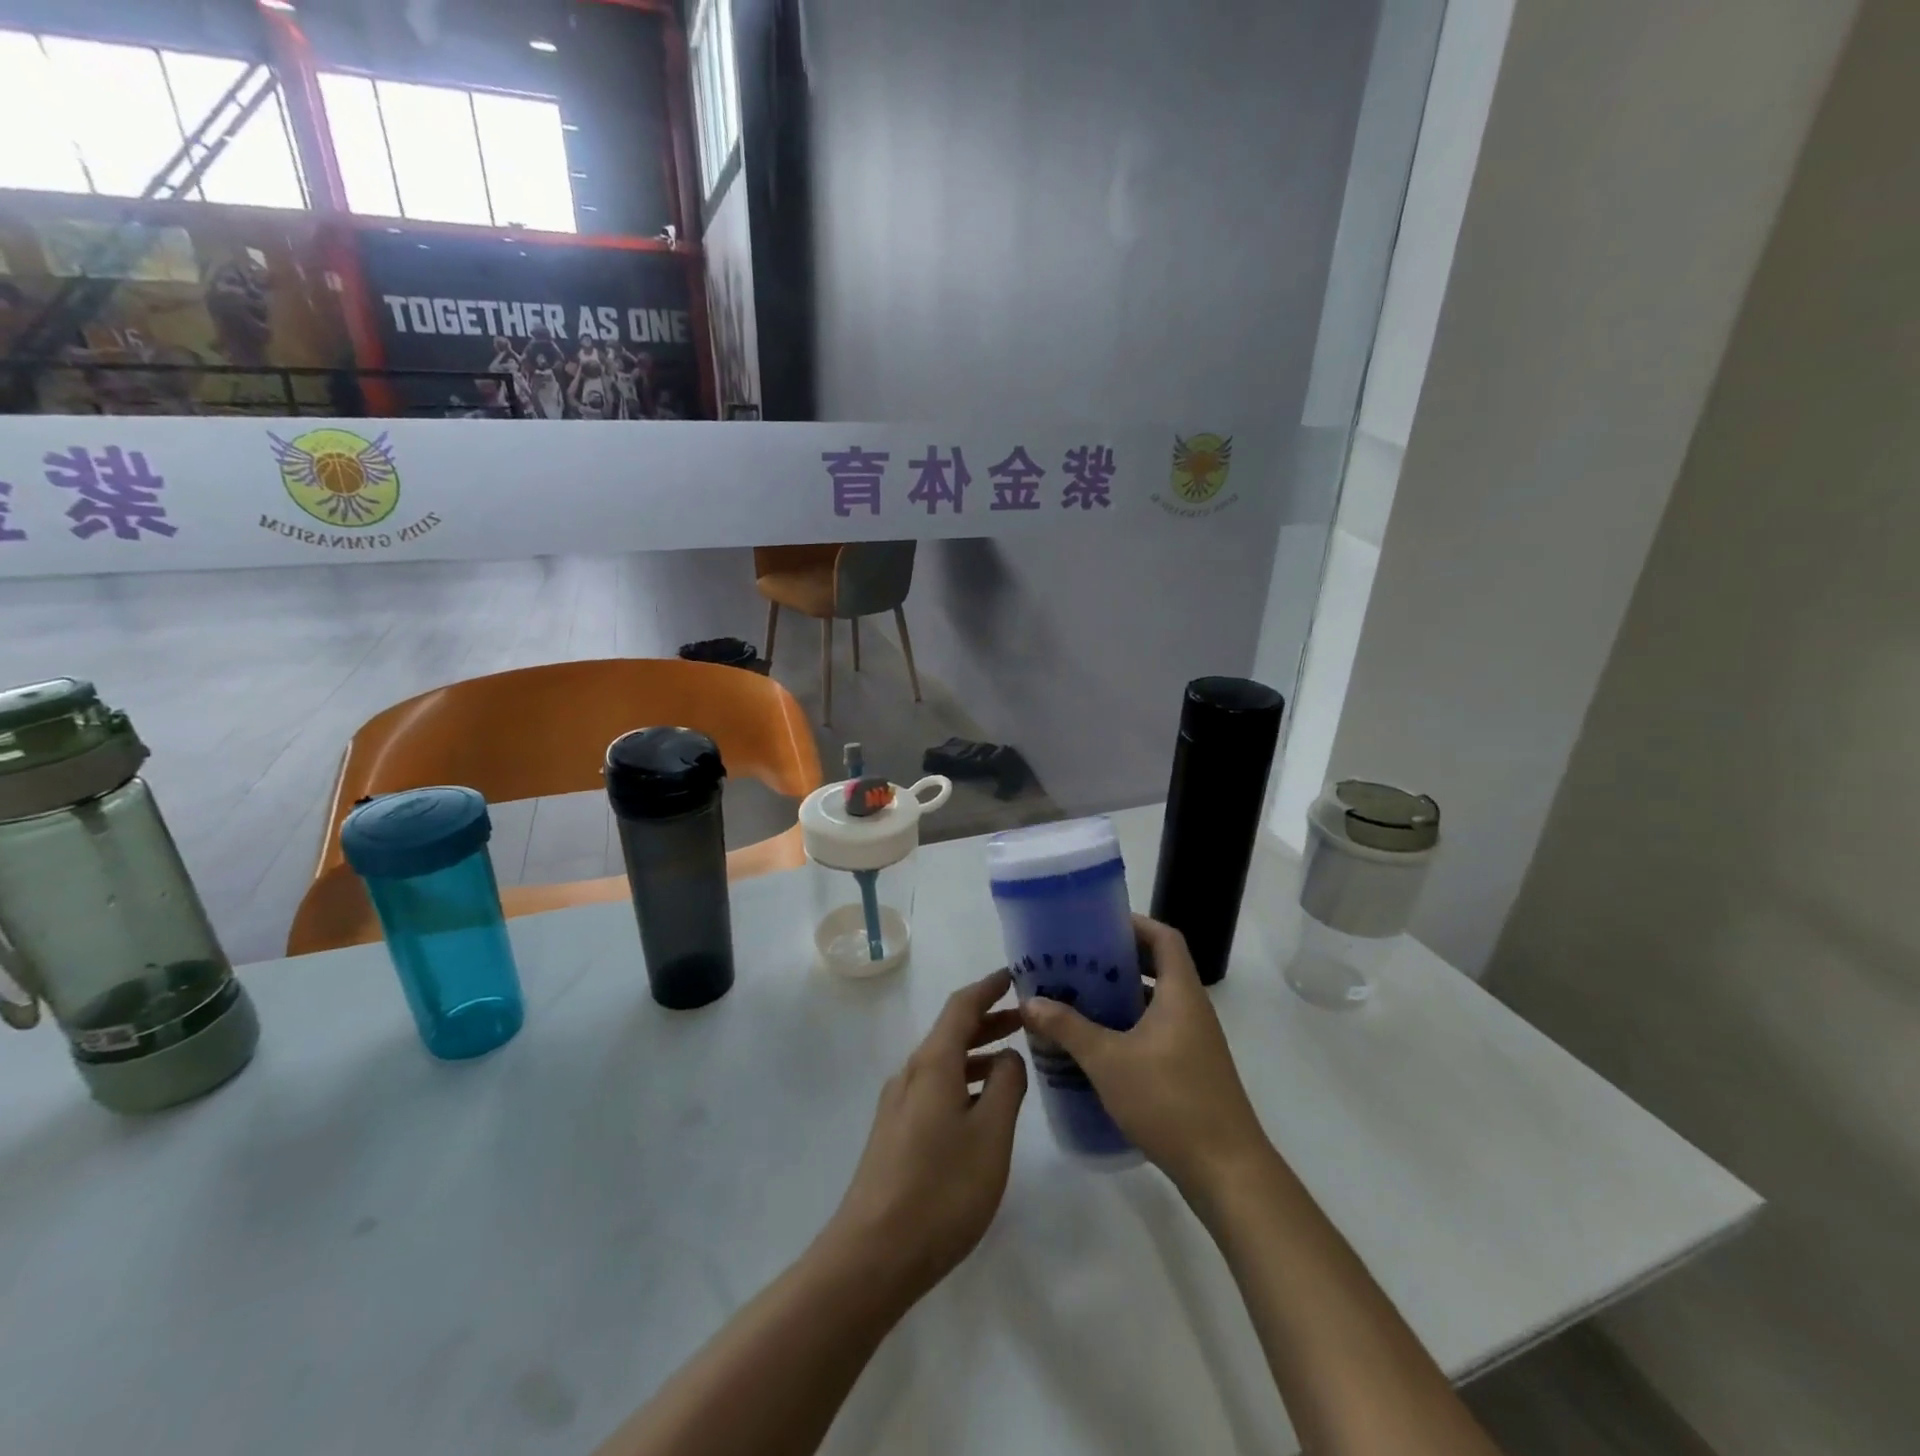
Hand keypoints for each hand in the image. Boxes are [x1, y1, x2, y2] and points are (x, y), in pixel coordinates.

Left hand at [820, 969, 1027, 1303]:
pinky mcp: (895, 1133)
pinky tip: (981, 1107)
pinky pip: (935, 1088)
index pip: (962, 1006)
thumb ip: (1006, 1087)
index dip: (989, 988)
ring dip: (977, 1053)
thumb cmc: (941, 1190)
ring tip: (1012, 1060)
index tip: (1014, 975)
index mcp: (933, 1064)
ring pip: (944, 1062)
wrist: (872, 1254)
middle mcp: (911, 1074)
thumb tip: (1008, 1057)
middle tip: (1026, 1018)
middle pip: (951, 1032)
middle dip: (988, 1020)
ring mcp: (899, 1105)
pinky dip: (963, 1081)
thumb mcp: (990, 1136)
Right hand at [1022, 916, 1269, 1197]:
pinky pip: (1156, 1032)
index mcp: (1180, 994)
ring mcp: (1194, 1042)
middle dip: (1116, 962)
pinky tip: (1095, 1047)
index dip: (1134, 925)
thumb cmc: (1170, 1101)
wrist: (1227, 1172)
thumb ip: (1068, 1028)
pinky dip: (1128, 1028)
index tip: (1097, 926)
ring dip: (1119, 998)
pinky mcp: (1190, 1071)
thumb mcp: (1108, 1061)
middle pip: (1157, 968)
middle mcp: (1192, 1010)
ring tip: (1076, 999)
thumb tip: (1030, 1001)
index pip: (1164, 938)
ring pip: (1154, 1003)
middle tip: (1075, 963)